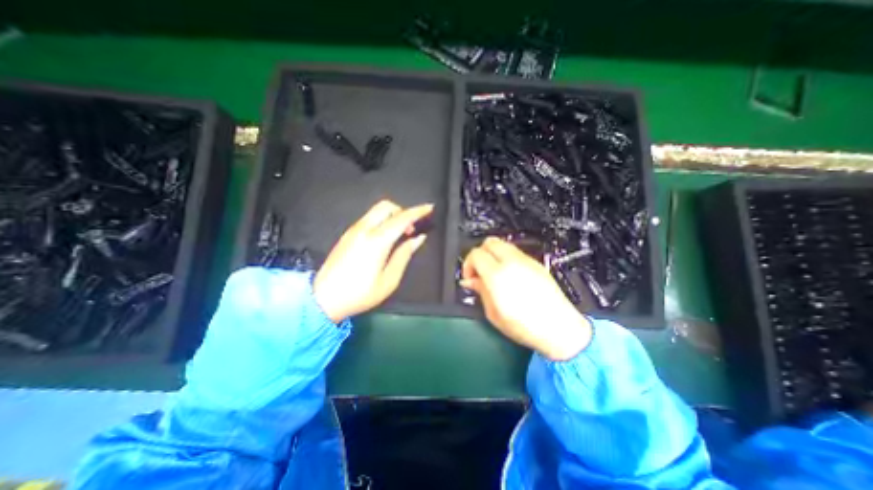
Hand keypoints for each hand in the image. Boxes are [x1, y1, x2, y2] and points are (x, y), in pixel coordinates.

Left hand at [316, 199, 433, 321]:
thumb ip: (404, 255)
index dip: (418, 212)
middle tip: (410, 229)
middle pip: (386, 206)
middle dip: (403, 211)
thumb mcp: (389, 280)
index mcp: (376, 241)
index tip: (429, 208)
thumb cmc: (359, 294)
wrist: (323, 299)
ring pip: (376, 211)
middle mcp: (364, 230)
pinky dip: (382, 221)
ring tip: (399, 235)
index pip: (401, 219)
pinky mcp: (347, 235)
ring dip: (392, 216)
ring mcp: (353, 231)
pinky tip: (385, 238)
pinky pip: (369, 219)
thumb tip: (417, 239)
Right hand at [459, 238, 589, 359]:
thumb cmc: (525, 327)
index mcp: (498, 275)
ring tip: (493, 272)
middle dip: (479, 254)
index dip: (468, 265)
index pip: (475, 254)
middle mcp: (511, 262)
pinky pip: (514, 252)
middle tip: (479, 271)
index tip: (470, 277)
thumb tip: (471, 281)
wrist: (559, 329)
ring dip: (493, 254)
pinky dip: (505, 257)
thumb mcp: (494, 313)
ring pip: (502, 244)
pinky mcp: (535, 263)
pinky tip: (508, 274)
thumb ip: (480, 291)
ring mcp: (525, 261)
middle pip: (488, 242)